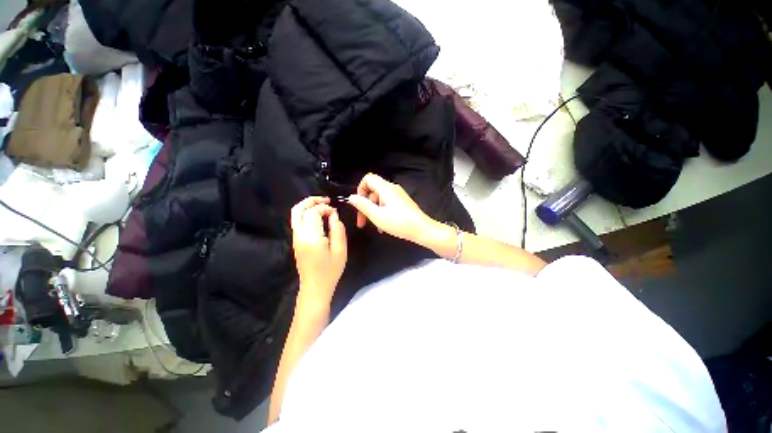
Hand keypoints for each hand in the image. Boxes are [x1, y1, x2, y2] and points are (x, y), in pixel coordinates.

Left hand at [290, 197, 346, 304]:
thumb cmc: (331, 270)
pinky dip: (305, 213)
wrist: (315, 287)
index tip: (335, 212)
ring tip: (322, 205)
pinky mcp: (295, 241)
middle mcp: (300, 235)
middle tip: (325, 200)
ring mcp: (295, 238)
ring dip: (307, 206)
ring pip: (295, 214)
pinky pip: (297, 221)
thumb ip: (338, 230)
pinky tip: (317, 216)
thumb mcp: (340, 250)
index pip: (313, 213)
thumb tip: (333, 216)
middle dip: (311, 201)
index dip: (325, 208)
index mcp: (312, 237)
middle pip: (298, 210)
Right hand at [347, 173, 436, 243]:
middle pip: (373, 191)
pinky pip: (388, 205)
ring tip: (374, 227)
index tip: (358, 204)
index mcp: (386, 188)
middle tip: (361, 222)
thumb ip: (363, 205)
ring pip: (380, 200)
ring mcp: (398, 196)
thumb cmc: (399, 222)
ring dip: (373, 212)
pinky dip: (382, 213)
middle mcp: (392, 189)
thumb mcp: (377, 215)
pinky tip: (382, 227)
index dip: (360, 189)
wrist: (422, 230)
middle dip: (365, 206)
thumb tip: (351, 197)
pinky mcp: (403, 203)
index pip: (368, 179)